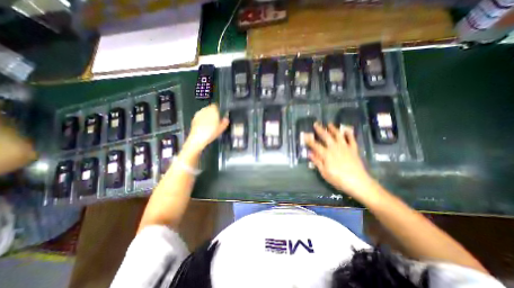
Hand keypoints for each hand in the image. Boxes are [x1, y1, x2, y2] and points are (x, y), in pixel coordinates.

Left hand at [181, 105, 227, 156]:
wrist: (197, 138)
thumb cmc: (211, 132)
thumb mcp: (221, 128)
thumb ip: (225, 122)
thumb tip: (226, 118)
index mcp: (213, 110)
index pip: (216, 106)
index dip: (219, 110)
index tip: (221, 115)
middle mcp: (205, 109)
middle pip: (210, 109)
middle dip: (213, 113)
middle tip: (216, 121)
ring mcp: (198, 113)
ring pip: (205, 112)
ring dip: (208, 116)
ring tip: (210, 124)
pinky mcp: (194, 118)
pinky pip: (200, 117)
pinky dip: (203, 120)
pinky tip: (205, 127)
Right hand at [304, 123, 376, 198]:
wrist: (358, 182)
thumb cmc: (338, 179)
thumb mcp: (324, 172)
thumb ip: (317, 162)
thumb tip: (309, 153)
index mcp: (326, 154)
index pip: (315, 145)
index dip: (309, 140)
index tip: (305, 135)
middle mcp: (334, 148)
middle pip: (326, 136)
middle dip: (320, 130)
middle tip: (316, 124)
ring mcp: (345, 147)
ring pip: (338, 135)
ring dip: (333, 129)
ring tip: (329, 124)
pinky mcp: (353, 149)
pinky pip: (351, 139)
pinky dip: (349, 134)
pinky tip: (347, 130)